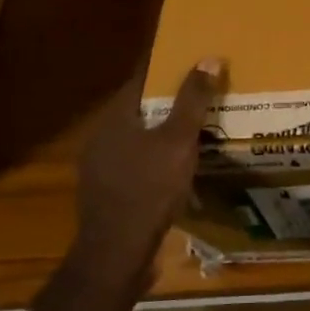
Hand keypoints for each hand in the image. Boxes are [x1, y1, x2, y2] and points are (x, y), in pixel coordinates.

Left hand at [70, 59, 223, 294]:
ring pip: (137, 138)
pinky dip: (156, 158)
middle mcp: (101, 138)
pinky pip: (136, 163)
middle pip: (138, 108)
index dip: (165, 67)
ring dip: (162, 132)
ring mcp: (100, 167)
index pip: (140, 79)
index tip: (190, 57)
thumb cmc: (148, 190)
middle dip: (167, 100)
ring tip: (195, 129)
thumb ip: (192, 101)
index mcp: (114, 119)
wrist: (117, 253)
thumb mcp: (178, 142)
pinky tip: (177, 167)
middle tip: (201, 93)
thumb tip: (208, 58)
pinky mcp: (108, 193)